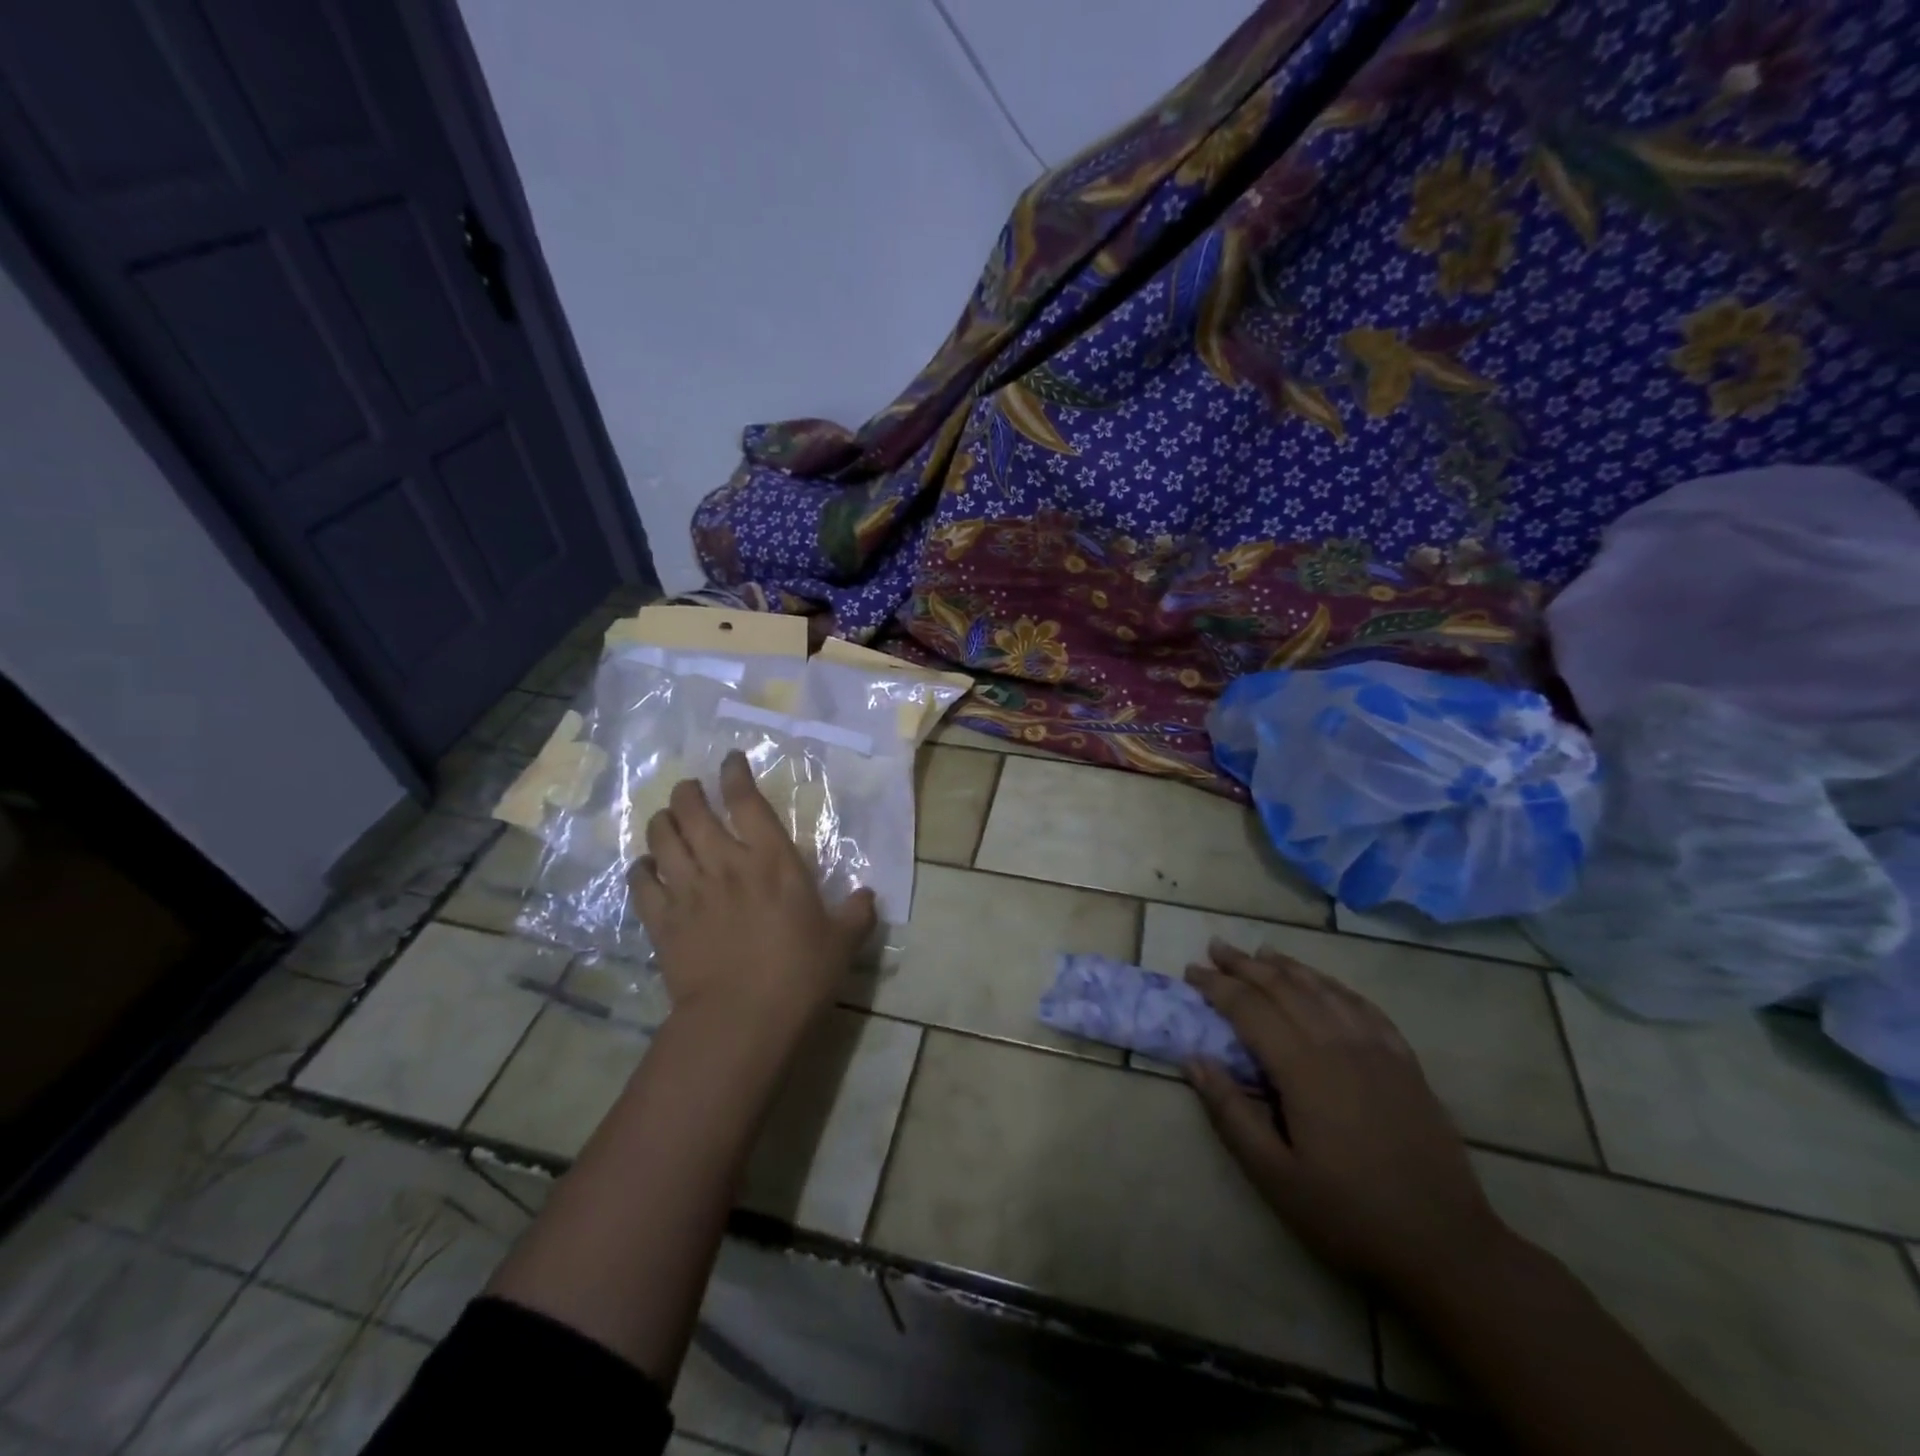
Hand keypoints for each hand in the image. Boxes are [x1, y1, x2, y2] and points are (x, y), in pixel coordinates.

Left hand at [630, 751, 875, 1049]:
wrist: (742, 1020)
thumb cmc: (799, 974)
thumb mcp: (842, 942)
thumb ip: (857, 913)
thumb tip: (869, 896)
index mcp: (772, 860)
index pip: (746, 800)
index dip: (735, 774)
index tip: (730, 760)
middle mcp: (725, 863)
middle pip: (692, 810)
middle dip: (688, 792)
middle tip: (690, 789)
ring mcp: (688, 890)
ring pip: (662, 838)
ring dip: (662, 821)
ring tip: (666, 818)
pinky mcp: (662, 921)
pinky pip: (641, 883)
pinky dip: (640, 869)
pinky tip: (645, 867)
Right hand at [1185, 940, 1509, 1292]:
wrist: (1446, 1247)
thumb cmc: (1348, 1215)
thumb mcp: (1274, 1175)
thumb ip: (1231, 1112)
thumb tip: (1193, 1059)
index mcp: (1303, 1069)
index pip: (1250, 1009)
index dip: (1217, 986)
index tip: (1191, 971)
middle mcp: (1339, 1045)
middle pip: (1285, 988)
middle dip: (1246, 965)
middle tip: (1217, 948)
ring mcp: (1378, 1051)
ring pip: (1325, 990)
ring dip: (1289, 967)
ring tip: (1261, 952)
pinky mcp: (1406, 1064)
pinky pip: (1365, 1008)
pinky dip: (1335, 986)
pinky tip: (1324, 983)